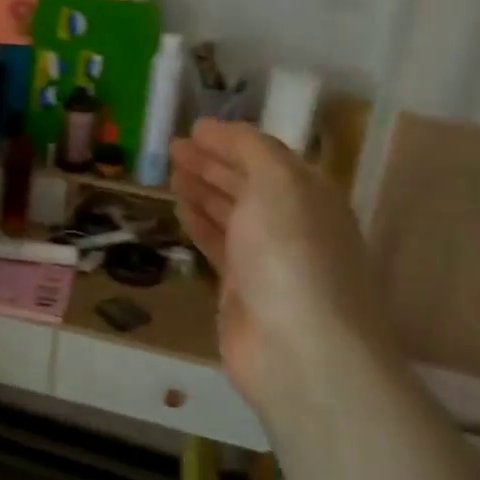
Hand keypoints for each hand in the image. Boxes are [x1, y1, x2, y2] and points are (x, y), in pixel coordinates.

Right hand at [169, 119, 394, 409]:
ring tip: (172, 176)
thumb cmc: (291, 254)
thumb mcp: (277, 183)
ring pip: (230, 214)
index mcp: (308, 193)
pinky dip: (200, 225)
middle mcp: (291, 222)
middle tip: (172, 149)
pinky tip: (181, 212)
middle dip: (212, 163)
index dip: (229, 140)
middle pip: (247, 183)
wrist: (300, 350)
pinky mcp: (243, 290)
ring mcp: (267, 258)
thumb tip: (215, 130)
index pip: (264, 156)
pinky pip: (218, 246)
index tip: (191, 129)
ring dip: (203, 191)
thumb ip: (249, 149)